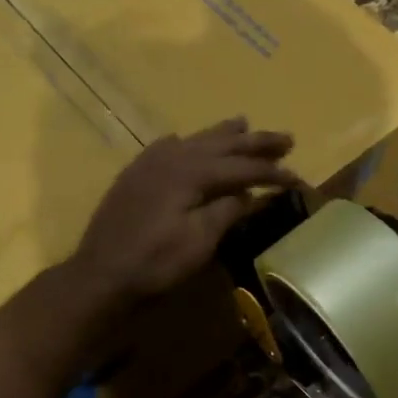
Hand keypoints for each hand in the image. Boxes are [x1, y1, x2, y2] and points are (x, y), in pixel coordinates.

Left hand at [74, 118, 294, 302]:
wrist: (100, 275)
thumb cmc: (155, 263)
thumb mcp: (199, 242)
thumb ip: (226, 211)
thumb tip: (250, 192)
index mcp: (191, 172)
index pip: (242, 168)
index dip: (272, 172)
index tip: (297, 177)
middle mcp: (172, 158)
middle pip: (221, 144)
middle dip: (255, 142)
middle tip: (286, 138)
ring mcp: (149, 164)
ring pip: (194, 140)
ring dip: (223, 134)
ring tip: (245, 122)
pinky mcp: (135, 176)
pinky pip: (165, 147)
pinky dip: (185, 142)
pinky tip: (183, 139)